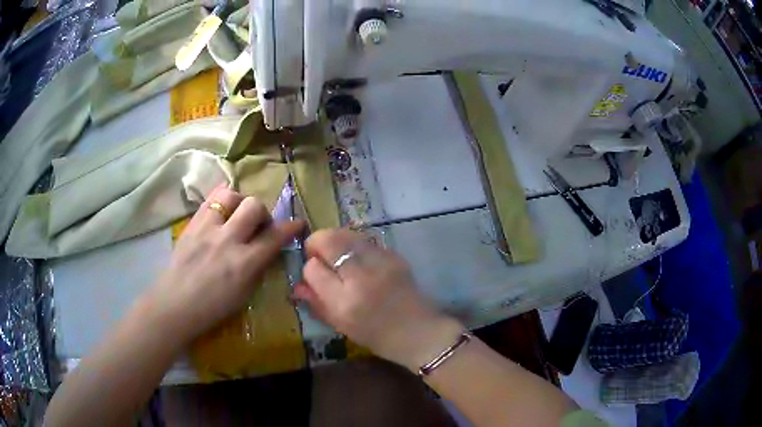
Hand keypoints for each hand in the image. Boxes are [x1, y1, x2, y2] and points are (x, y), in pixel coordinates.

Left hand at [140, 186, 302, 344]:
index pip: (274, 237)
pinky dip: (220, 200)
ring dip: (240, 202)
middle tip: (258, 225)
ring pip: (230, 195)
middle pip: (254, 207)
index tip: (298, 223)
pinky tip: (221, 210)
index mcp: (244, 264)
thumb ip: (258, 268)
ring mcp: (207, 229)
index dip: (290, 227)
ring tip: (236, 215)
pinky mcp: (191, 224)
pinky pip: (209, 199)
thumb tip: (267, 249)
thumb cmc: (212, 308)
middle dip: (263, 213)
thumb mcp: (244, 295)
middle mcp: (227, 240)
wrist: (175, 304)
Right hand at [293, 229, 463, 371]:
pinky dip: (355, 245)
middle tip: (318, 253)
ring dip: (335, 239)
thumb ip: (316, 303)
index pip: (313, 269)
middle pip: (329, 240)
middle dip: (316, 242)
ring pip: (347, 234)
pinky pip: (366, 240)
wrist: (419, 332)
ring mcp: (381, 263)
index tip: (314, 273)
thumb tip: (297, 285)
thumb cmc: (377, 336)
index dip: (309, 267)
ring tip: (336, 254)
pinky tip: (358, 259)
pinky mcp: (395, 255)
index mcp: (344, 302)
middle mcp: (361, 277)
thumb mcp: (341, 326)